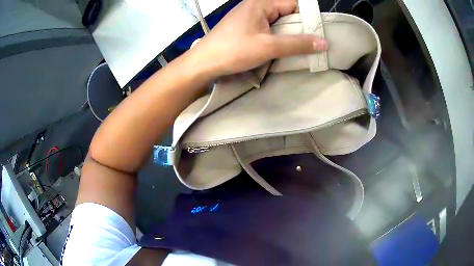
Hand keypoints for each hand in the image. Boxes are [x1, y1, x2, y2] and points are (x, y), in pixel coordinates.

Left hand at [188, 0, 327, 77]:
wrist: (203, 63)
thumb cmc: (233, 51)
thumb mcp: (269, 47)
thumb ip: (297, 44)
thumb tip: (324, 43)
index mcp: (261, 2)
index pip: (293, 3)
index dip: (307, 17)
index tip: (318, 33)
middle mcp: (256, 5)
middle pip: (287, 11)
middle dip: (299, 27)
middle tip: (311, 44)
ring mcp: (250, 15)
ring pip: (278, 20)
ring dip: (289, 33)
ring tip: (299, 48)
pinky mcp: (246, 26)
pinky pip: (269, 27)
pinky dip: (278, 36)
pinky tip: (282, 47)